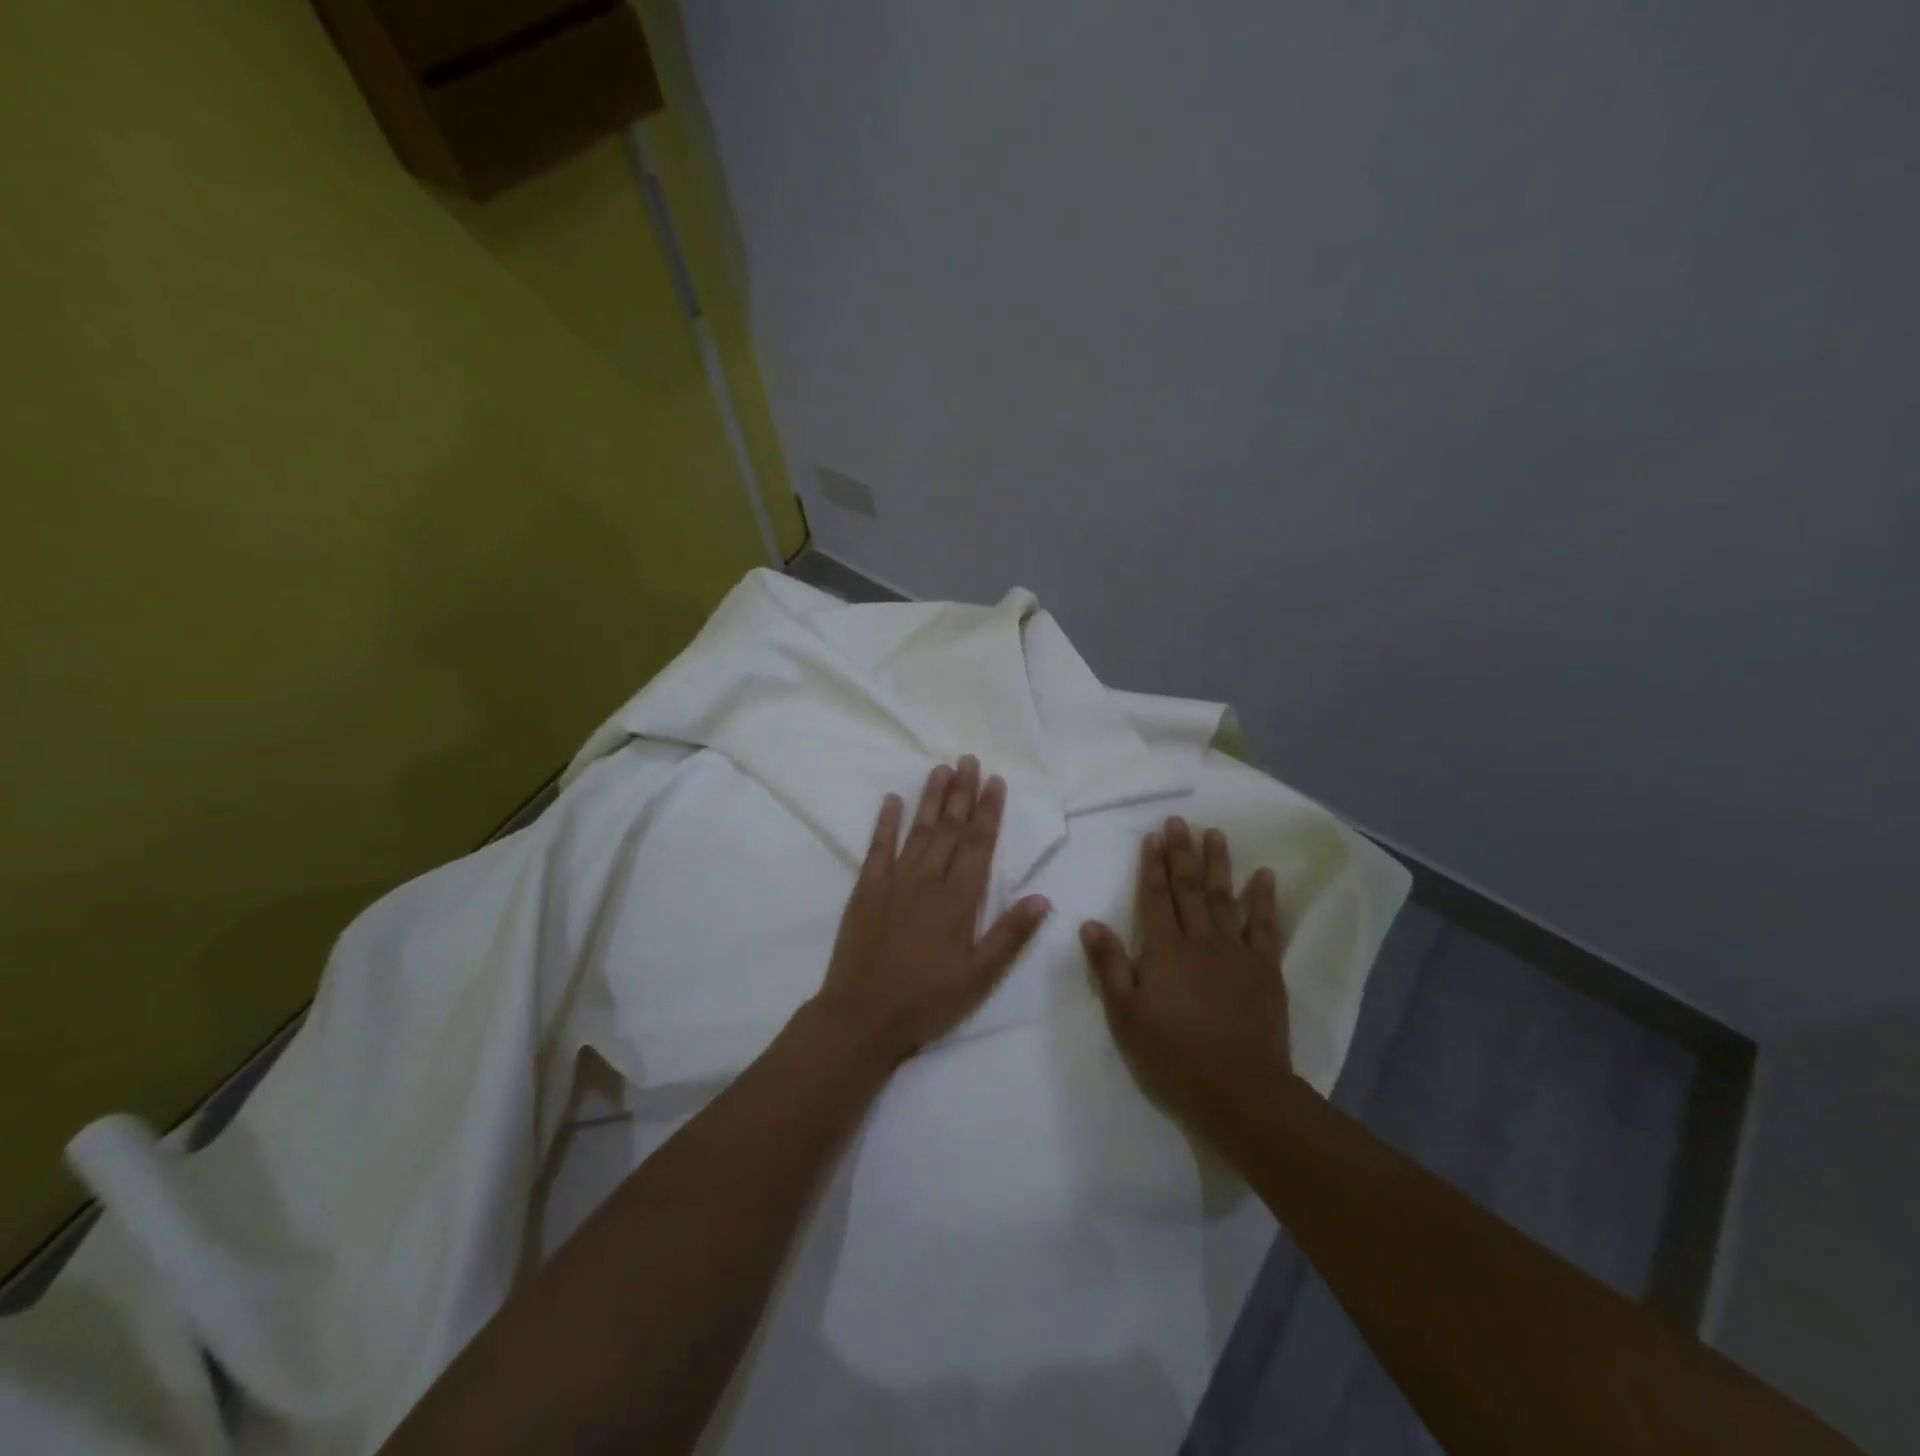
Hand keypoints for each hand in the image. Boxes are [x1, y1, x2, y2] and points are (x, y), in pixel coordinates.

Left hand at [814, 757, 1051, 1063]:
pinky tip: (892, 800)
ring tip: (941, 769)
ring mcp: (893, 882)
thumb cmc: (926, 1000)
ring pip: (917, 831)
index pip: (979, 845)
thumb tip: (1042, 898)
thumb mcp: (979, 977)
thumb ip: (1010, 935)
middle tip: (969, 759)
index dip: (989, 811)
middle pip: (949, 828)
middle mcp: (927, 881)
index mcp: (957, 900)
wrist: (861, 1016)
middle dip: (962, 792)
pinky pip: (877, 849)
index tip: (996, 781)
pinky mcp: (865, 891)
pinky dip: (885, 823)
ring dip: (930, 799)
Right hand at [1080, 817, 1291, 1130]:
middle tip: (1180, 821)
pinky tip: (1265, 876)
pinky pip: (1265, 925)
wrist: (1239, 1090)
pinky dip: (1264, 899)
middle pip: (1189, 888)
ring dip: (1219, 864)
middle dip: (1182, 853)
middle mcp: (1199, 940)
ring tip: (1216, 833)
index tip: (1154, 836)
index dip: (1153, 865)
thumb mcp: (1126, 1015)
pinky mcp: (1265, 968)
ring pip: (1224, 897)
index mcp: (1164, 949)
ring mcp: (1235, 951)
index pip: (1156, 897)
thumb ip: (1109, 965)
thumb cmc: (1173, 1055)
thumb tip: (1090, 922)